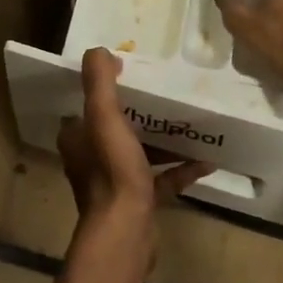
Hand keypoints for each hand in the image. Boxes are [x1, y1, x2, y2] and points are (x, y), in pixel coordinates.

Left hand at [58, 48, 207, 231]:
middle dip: (139, 113)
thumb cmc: (113, 170)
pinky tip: (205, 162)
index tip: (130, 75)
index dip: (104, 90)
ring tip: (190, 125)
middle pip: (115, 128)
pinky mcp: (137, 202)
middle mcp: (90, 159)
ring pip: (140, 153)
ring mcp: (114, 183)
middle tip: (165, 96)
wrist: (126, 232)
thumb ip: (99, 82)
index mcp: (77, 138)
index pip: (86, 107)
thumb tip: (99, 51)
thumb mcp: (104, 117)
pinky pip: (161, 180)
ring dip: (163, 141)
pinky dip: (180, 169)